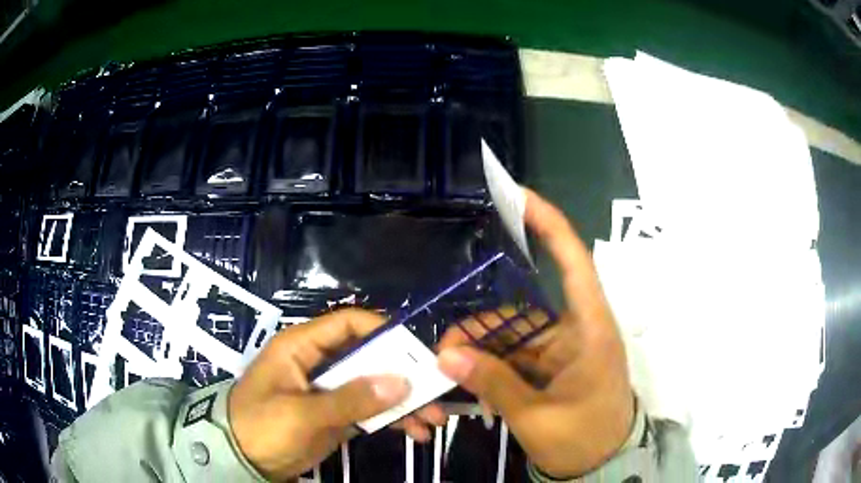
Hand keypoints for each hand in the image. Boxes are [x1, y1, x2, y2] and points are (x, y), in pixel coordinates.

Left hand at [229, 308, 443, 480]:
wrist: (240, 460)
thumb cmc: (260, 427)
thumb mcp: (301, 414)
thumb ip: (350, 399)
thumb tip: (401, 382)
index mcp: (302, 346)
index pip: (348, 323)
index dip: (383, 330)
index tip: (417, 350)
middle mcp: (319, 362)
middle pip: (369, 356)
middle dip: (404, 375)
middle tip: (435, 393)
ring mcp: (329, 390)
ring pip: (374, 385)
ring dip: (404, 401)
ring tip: (432, 420)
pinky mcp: (335, 414)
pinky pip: (370, 409)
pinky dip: (392, 419)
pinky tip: (413, 432)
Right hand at [437, 189, 634, 477]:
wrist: (601, 465)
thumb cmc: (584, 438)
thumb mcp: (537, 417)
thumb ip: (494, 384)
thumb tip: (447, 357)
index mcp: (590, 330)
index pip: (574, 262)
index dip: (549, 225)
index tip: (518, 196)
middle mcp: (577, 331)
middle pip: (524, 309)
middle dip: (482, 324)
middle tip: (445, 348)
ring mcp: (563, 351)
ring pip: (514, 335)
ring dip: (481, 348)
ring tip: (450, 367)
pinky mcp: (552, 368)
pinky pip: (515, 356)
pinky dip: (491, 364)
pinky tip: (468, 377)